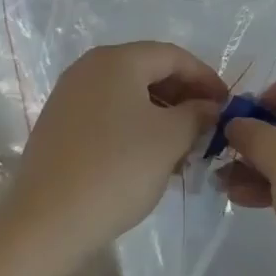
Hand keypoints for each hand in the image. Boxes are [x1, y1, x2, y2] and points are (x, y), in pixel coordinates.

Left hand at [8, 43, 225, 255]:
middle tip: (209, 126)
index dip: (206, 77)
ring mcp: (69, 96)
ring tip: (185, 147)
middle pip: (148, 71)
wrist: (48, 220)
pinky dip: (135, 126)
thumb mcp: (170, 139)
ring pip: (128, 94)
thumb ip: (197, 114)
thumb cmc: (117, 169)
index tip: (227, 105)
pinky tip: (151, 157)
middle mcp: (88, 68)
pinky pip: (108, 113)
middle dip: (183, 96)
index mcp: (116, 60)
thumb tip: (208, 107)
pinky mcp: (59, 124)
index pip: (173, 56)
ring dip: (161, 114)